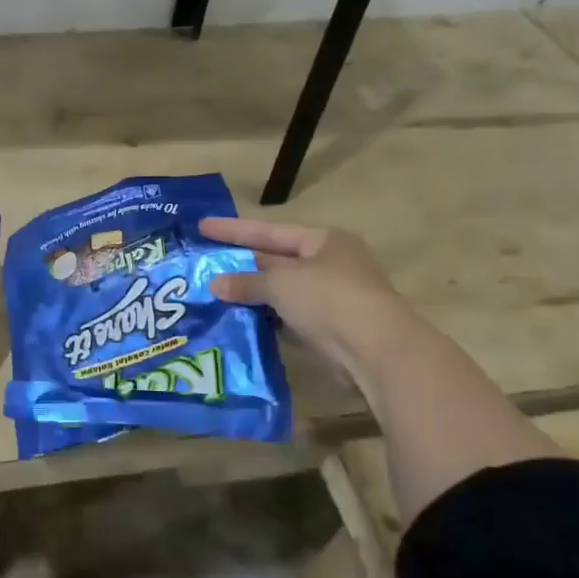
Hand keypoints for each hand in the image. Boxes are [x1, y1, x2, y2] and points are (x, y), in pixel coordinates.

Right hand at [199, 216, 419, 383]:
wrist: (377, 350)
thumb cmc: (329, 298)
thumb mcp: (281, 283)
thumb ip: (246, 282)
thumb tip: (215, 285)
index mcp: (324, 240)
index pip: (269, 230)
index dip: (234, 229)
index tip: (201, 226)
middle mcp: (329, 264)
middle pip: (276, 260)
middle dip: (241, 263)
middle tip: (204, 263)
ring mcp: (331, 298)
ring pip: (281, 291)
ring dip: (251, 293)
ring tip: (213, 293)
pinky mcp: (329, 329)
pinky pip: (288, 317)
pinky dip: (265, 317)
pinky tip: (238, 319)